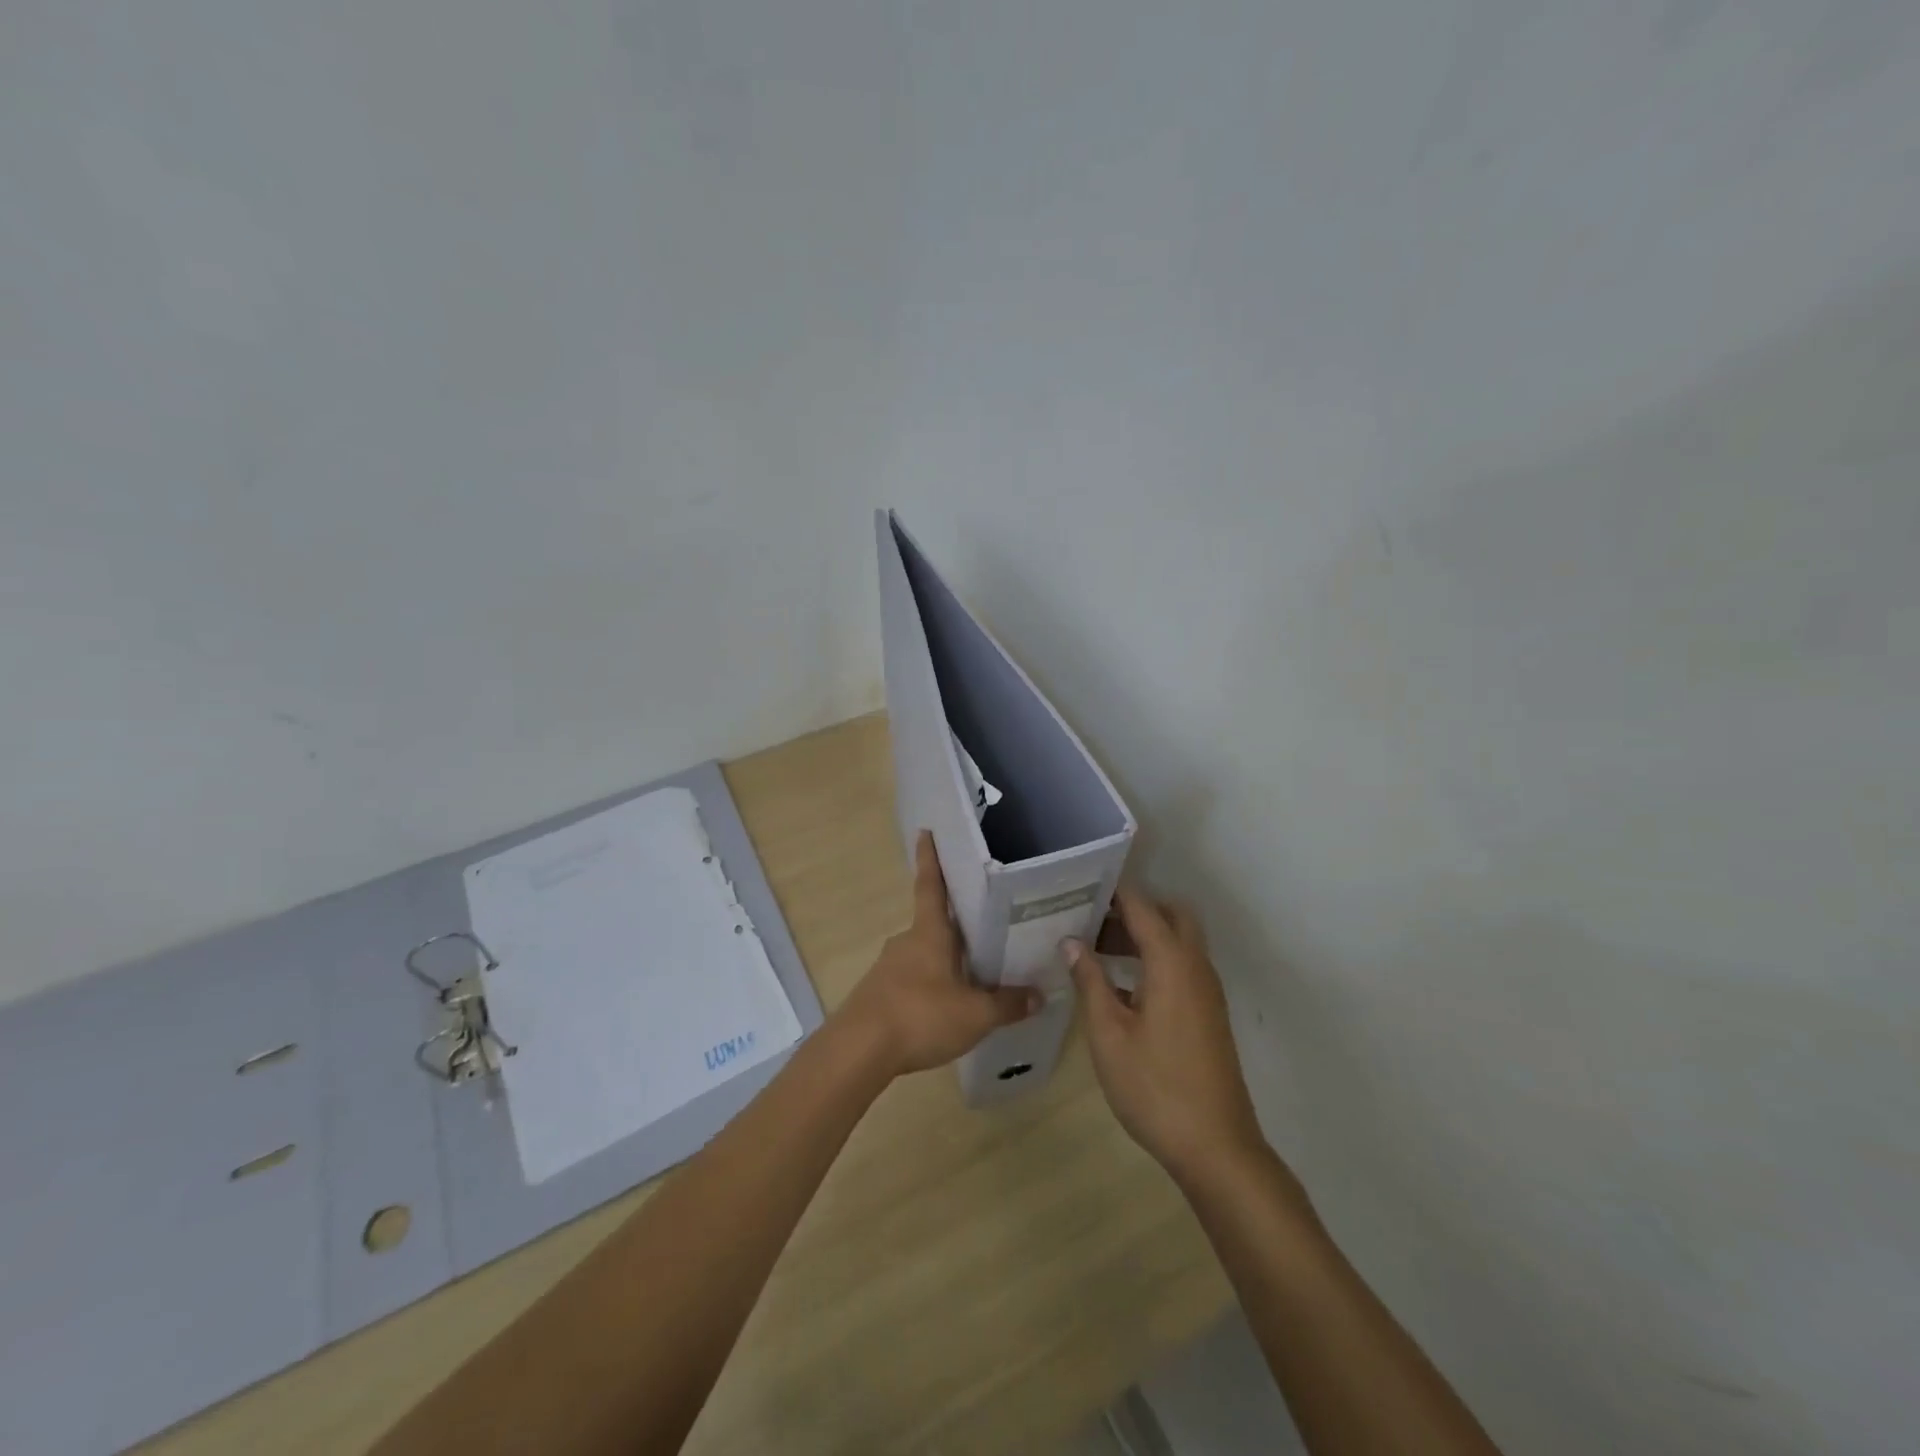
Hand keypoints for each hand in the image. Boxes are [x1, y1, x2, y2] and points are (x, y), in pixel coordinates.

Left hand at [838, 831, 1040, 1077]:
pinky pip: (912, 980)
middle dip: (954, 925)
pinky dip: (930, 986)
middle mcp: (906, 941)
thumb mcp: (975, 1014)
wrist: (859, 1050)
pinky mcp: (879, 994)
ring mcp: (889, 967)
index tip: (926, 832)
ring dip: (944, 960)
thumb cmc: (920, 1015)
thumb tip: (1039, 995)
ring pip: (923, 954)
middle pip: (933, 923)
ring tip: (972, 976)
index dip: (930, 858)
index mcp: (929, 933)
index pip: (931, 885)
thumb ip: (1007, 1004)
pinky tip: (944, 1007)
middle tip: (982, 926)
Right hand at [1067, 889, 1265, 1184]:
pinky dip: (1154, 958)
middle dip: (1131, 909)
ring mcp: (1207, 990)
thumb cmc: (1155, 1087)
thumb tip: (1071, 941)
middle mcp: (1195, 965)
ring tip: (1095, 948)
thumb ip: (1090, 981)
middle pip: (1168, 914)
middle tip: (1090, 919)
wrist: (1216, 1147)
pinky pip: (1181, 965)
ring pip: (1177, 940)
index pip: (1142, 905)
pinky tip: (1120, 984)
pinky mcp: (1208, 1012)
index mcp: (1172, 962)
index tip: (1078, 883)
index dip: (1112, 891)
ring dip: (1142, 934)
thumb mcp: (1109, 1033)